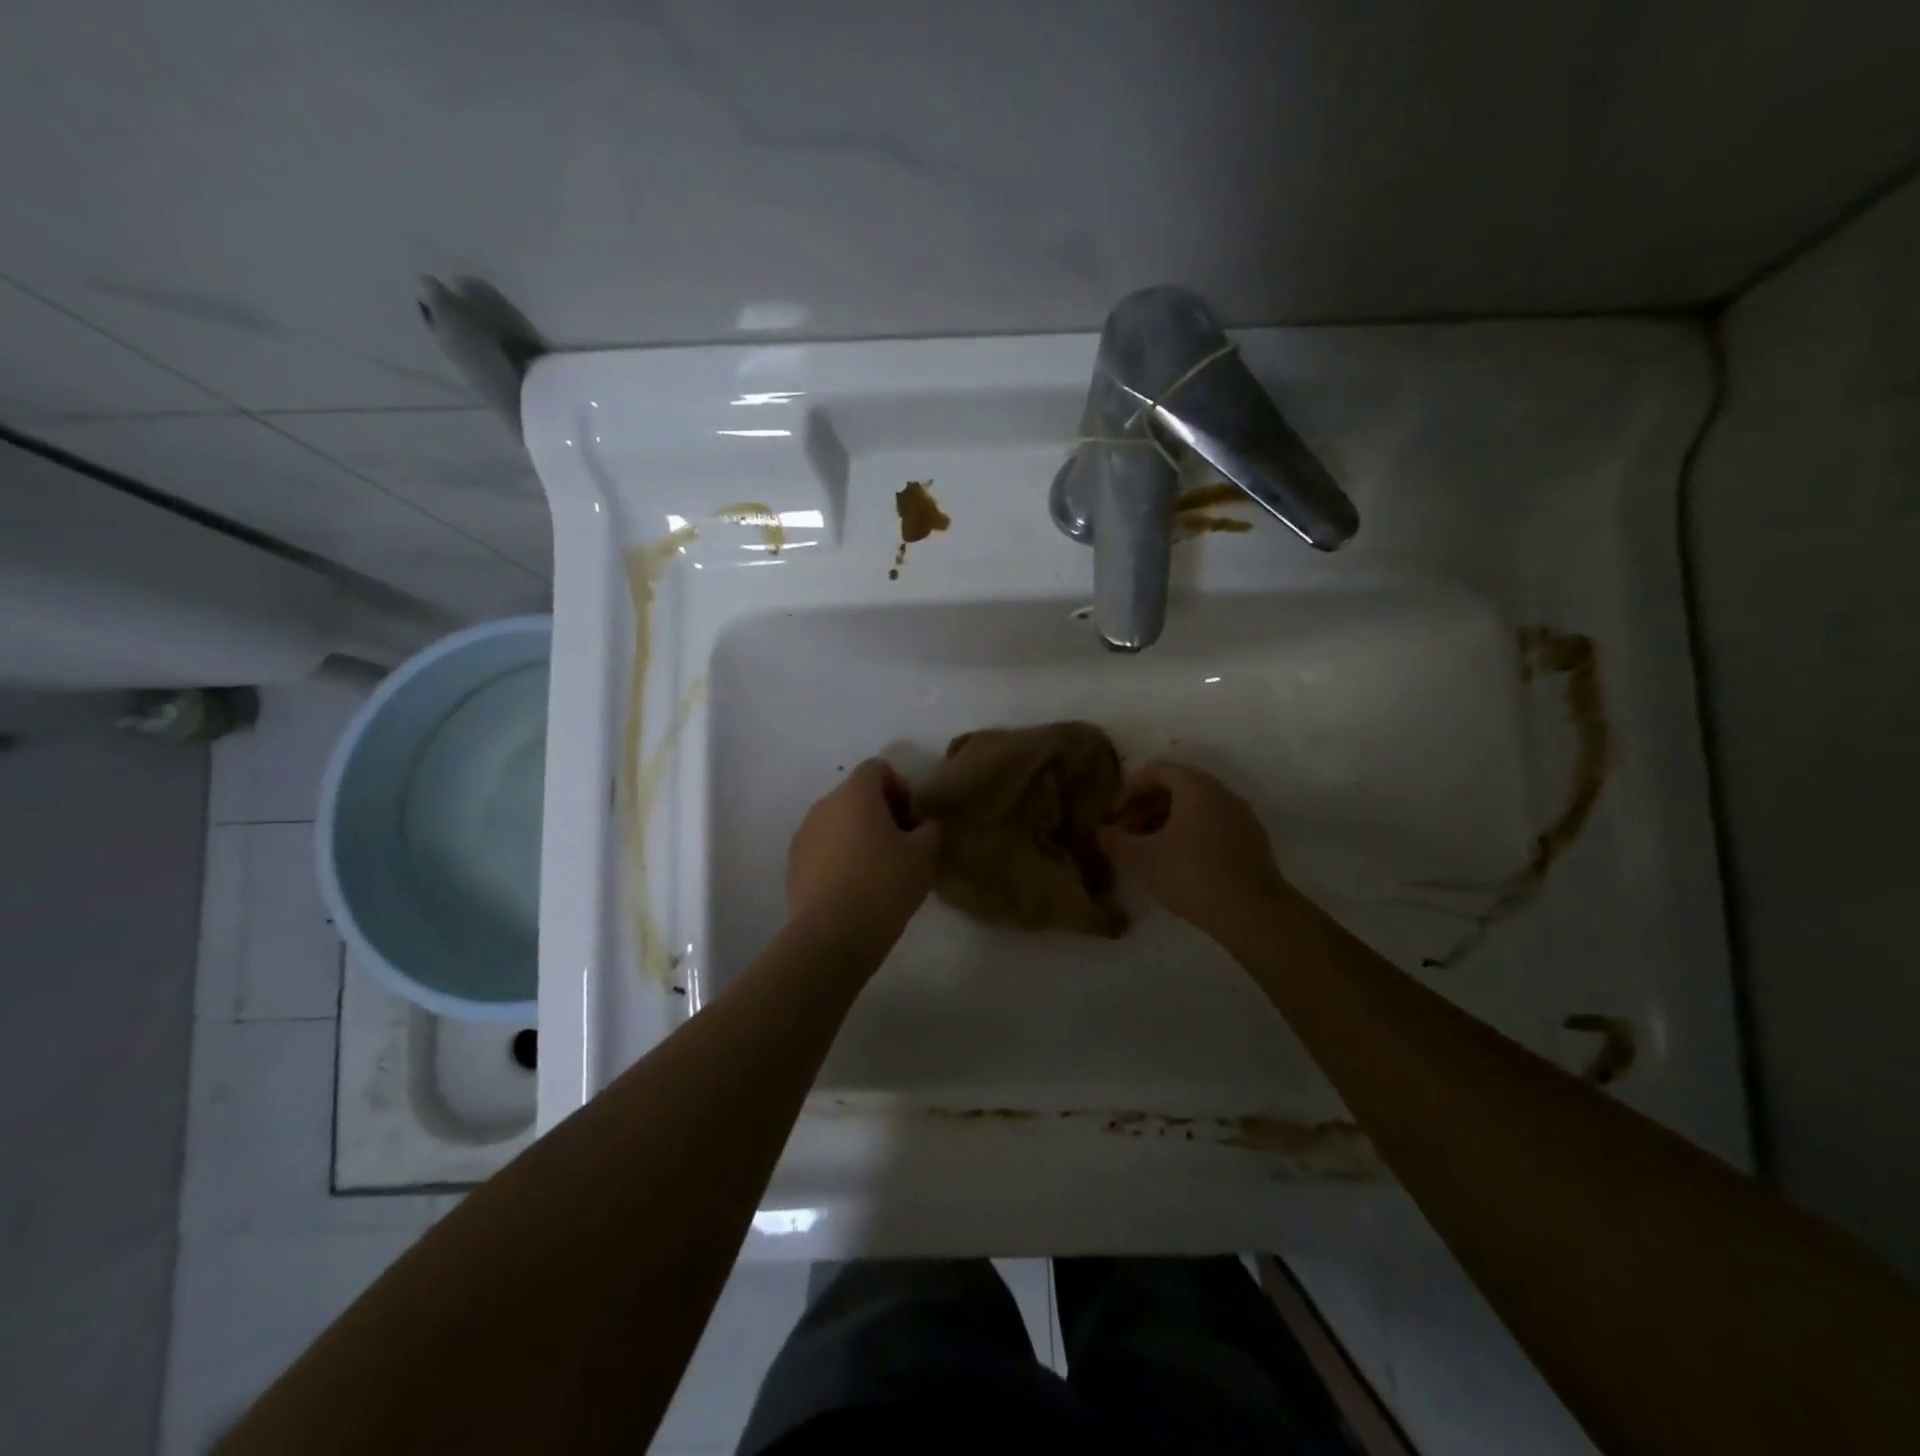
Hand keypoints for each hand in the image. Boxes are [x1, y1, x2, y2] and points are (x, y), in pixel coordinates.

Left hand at [787, 759, 940, 943]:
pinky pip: (823, 848)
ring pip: (838, 822)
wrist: (833, 935)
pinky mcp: (794, 864)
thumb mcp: (925, 854)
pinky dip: (840, 857)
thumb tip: (924, 825)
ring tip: (878, 870)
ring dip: (859, 835)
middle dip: (881, 813)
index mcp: (855, 794)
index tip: (913, 820)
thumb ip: (930, 828)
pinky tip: (855, 888)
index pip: (877, 768)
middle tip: (902, 845)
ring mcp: (804, 835)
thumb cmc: (884, 884)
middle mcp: (824, 805)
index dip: (900, 787)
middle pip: (856, 795)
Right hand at [1097, 760, 1294, 941]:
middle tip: (1126, 834)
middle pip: (1176, 787)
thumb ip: (1114, 841)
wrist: (1254, 914)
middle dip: (1145, 807)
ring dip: (1165, 822)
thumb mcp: (1141, 860)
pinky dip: (1189, 834)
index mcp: (1196, 786)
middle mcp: (1222, 792)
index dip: (1128, 790)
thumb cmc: (1191, 875)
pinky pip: (1212, 825)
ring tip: (1147, 851)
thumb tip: (1101, 832)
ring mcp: (1241, 816)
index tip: (1113, 817)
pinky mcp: (1252, 841)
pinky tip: (1177, 864)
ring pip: (1195, 808)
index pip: (1155, 770)